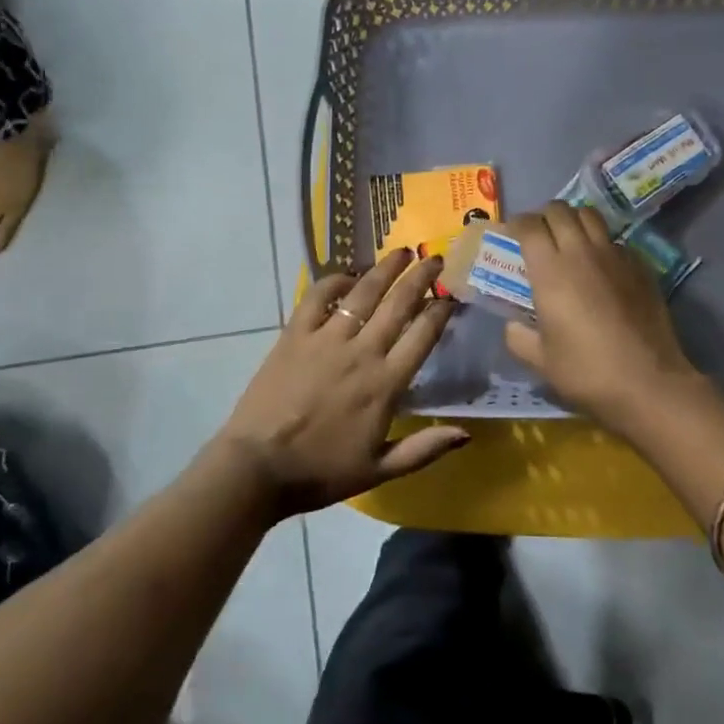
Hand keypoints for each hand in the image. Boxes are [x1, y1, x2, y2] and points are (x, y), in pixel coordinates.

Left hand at [218, 249, 465, 516]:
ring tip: (402, 251)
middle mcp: (362, 352)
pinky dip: (335, 282)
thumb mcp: (379, 470)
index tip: (452, 295)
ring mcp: (326, 339)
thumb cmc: (321, 471)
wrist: (258, 468)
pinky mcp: (295, 335)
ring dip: (385, 268)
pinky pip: (317, 298)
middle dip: (421, 277)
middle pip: (399, 304)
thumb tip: (466, 434)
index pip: (423, 335)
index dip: (441, 310)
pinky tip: (347, 275)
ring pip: (363, 293)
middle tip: (436, 258)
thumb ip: (424, 449)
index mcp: (386, 383)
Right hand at [504, 203, 700, 430]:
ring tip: (570, 240)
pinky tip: (601, 266)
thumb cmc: (586, 372)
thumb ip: (518, 337)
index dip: (516, 224)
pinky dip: (602, 242)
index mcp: (550, 270)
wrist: (648, 383)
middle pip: (559, 210)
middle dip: (544, 216)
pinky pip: (615, 240)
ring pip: (590, 215)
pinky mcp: (641, 266)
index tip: (511, 235)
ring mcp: (615, 256)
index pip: (529, 225)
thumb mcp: (540, 361)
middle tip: (539, 235)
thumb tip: (514, 325)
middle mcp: (581, 252)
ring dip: (574, 220)